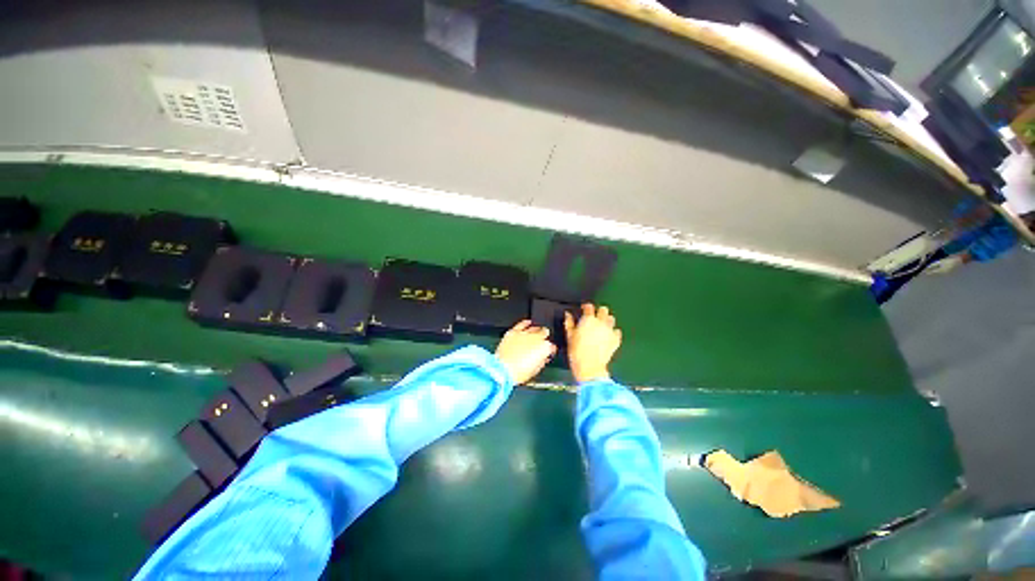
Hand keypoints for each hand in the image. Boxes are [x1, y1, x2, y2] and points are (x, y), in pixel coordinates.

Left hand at [495, 320, 556, 384]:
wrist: (503, 369)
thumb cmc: (519, 373)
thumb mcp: (535, 370)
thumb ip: (542, 361)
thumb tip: (543, 358)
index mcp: (544, 348)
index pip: (551, 346)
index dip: (550, 350)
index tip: (548, 353)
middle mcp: (536, 338)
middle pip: (544, 333)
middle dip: (544, 337)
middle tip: (542, 342)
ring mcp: (524, 333)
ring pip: (534, 328)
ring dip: (537, 330)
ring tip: (537, 331)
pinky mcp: (514, 332)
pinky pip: (522, 324)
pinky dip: (525, 323)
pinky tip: (528, 322)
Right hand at [564, 304, 621, 382]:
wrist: (590, 367)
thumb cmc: (577, 352)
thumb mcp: (569, 336)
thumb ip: (569, 323)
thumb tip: (568, 314)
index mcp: (588, 320)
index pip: (589, 307)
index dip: (586, 307)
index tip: (584, 309)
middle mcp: (601, 322)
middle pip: (603, 310)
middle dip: (599, 311)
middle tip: (594, 317)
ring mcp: (610, 331)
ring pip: (611, 319)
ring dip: (607, 320)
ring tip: (602, 325)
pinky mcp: (616, 340)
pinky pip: (617, 332)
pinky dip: (613, 332)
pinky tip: (608, 336)